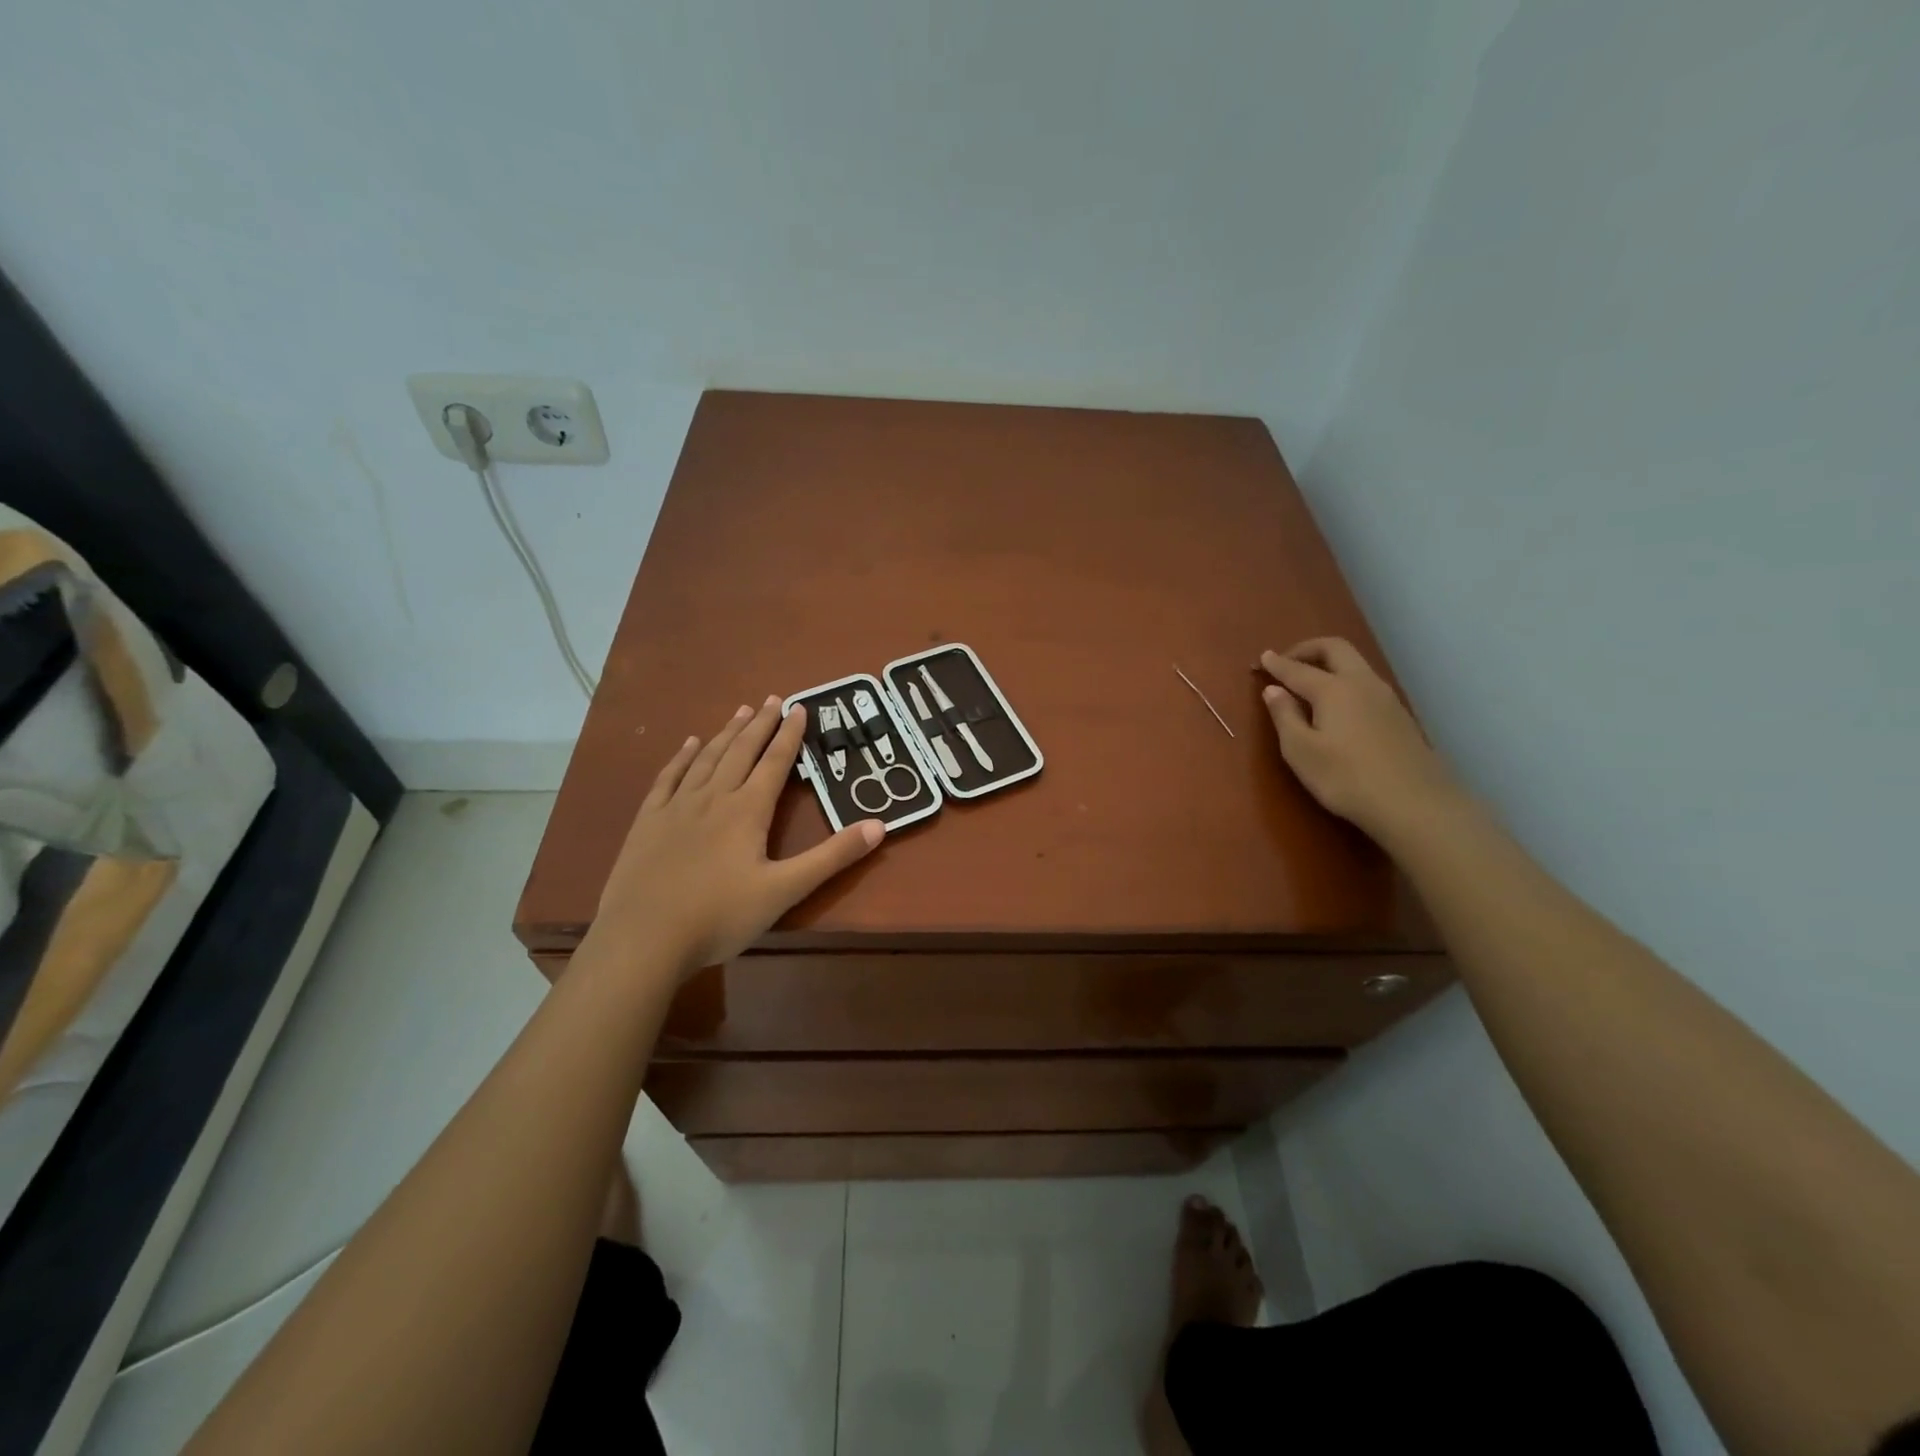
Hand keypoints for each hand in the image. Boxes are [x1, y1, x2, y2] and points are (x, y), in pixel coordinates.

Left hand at [589, 697, 882, 978]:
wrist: (643, 938)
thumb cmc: (719, 916)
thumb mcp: (785, 890)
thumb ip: (832, 857)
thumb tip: (879, 825)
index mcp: (747, 811)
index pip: (774, 762)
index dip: (790, 735)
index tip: (799, 707)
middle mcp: (713, 797)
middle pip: (741, 751)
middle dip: (760, 724)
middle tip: (772, 699)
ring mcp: (676, 807)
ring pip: (707, 758)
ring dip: (727, 733)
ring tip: (740, 711)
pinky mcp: (648, 821)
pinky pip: (668, 778)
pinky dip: (682, 757)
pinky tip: (689, 744)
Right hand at [1258, 639, 1462, 844]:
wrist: (1415, 804)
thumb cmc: (1346, 778)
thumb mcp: (1301, 751)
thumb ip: (1284, 716)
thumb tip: (1273, 690)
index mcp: (1333, 689)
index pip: (1298, 669)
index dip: (1277, 663)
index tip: (1262, 658)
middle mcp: (1362, 684)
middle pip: (1335, 649)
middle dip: (1307, 649)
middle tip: (1286, 662)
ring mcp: (1386, 698)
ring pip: (1355, 664)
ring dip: (1329, 664)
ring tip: (1309, 682)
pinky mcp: (1399, 716)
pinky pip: (1365, 684)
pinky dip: (1344, 681)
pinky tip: (1337, 705)